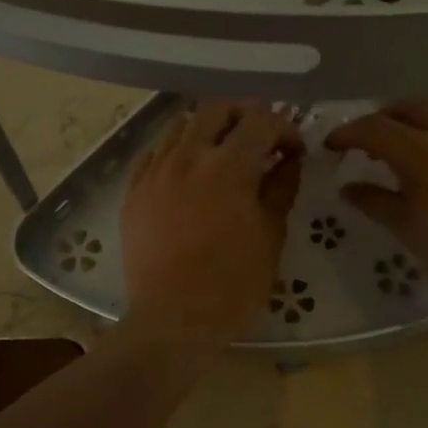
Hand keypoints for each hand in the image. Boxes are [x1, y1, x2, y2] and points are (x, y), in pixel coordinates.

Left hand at [120, 101, 302, 347]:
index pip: (262, 121)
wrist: (173, 320)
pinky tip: (187, 173)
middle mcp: (188, 157)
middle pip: (217, 107)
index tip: (294, 151)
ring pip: (181, 124)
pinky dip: (177, 152)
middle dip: (245, 114)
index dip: (285, 129)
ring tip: (222, 153)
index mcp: (228, 167)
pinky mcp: (134, 190)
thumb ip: (281, 188)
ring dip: (208, 129)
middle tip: (259, 138)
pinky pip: (155, 152)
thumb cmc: (232, 285)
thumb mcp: (271, 236)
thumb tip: (288, 160)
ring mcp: (155, 171)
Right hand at [326, 96, 427, 344]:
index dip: (349, 133)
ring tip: (418, 136)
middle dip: (385, 119)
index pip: (376, 128)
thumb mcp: (410, 233)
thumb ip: (376, 202)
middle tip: (373, 142)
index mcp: (427, 153)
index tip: (334, 144)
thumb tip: (348, 188)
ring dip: (427, 114)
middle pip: (414, 106)